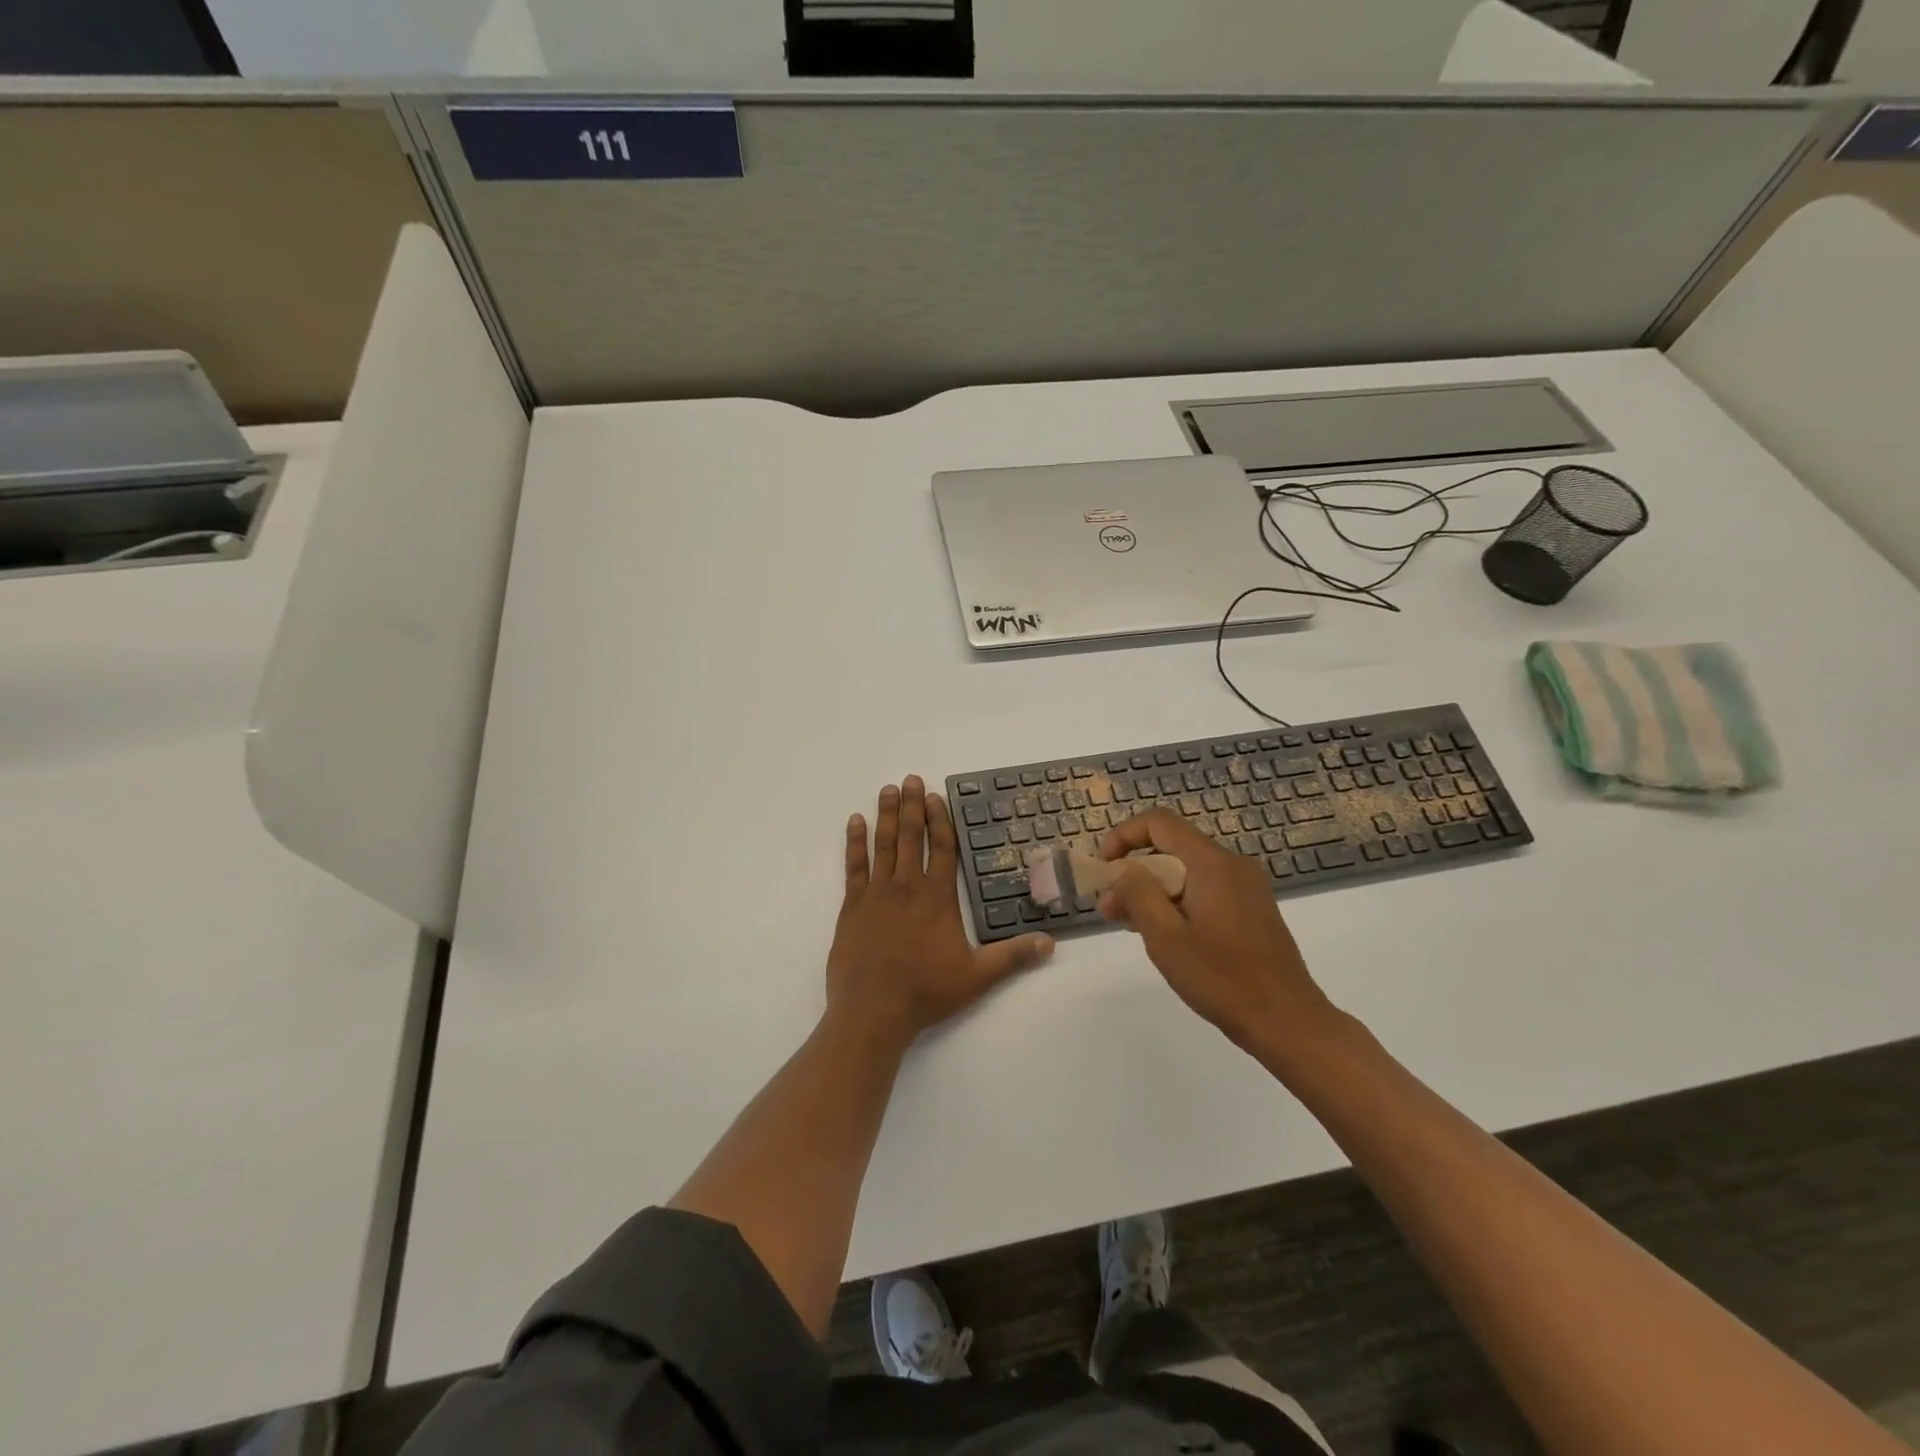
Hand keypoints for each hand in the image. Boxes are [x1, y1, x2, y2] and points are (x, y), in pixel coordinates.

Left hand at [828, 777, 1053, 1048]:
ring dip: (887, 816)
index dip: (940, 820)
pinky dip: (854, 843)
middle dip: (913, 806)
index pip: (941, 849)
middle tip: (911, 779)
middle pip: (911, 837)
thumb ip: (1013, 957)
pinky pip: (853, 866)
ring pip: (883, 845)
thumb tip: (1051, 943)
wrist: (872, 1012)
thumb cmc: (926, 992)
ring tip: (888, 790)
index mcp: (936, 898)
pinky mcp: (851, 907)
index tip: (937, 796)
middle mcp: (906, 887)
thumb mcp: (977, 977)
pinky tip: (855, 822)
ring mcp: (876, 894)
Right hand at [1097, 810, 1336, 1053]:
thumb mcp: (1166, 937)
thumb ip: (1138, 894)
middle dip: (1134, 872)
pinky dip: (1177, 901)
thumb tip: (1123, 869)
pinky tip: (1163, 933)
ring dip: (1153, 890)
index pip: (1159, 823)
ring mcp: (1246, 887)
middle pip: (1172, 848)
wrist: (1287, 1021)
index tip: (1104, 868)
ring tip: (1128, 924)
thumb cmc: (1221, 978)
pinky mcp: (1252, 908)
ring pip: (1187, 871)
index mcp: (1212, 863)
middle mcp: (1232, 865)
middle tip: (1109, 908)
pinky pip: (1204, 889)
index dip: (1124, 836)